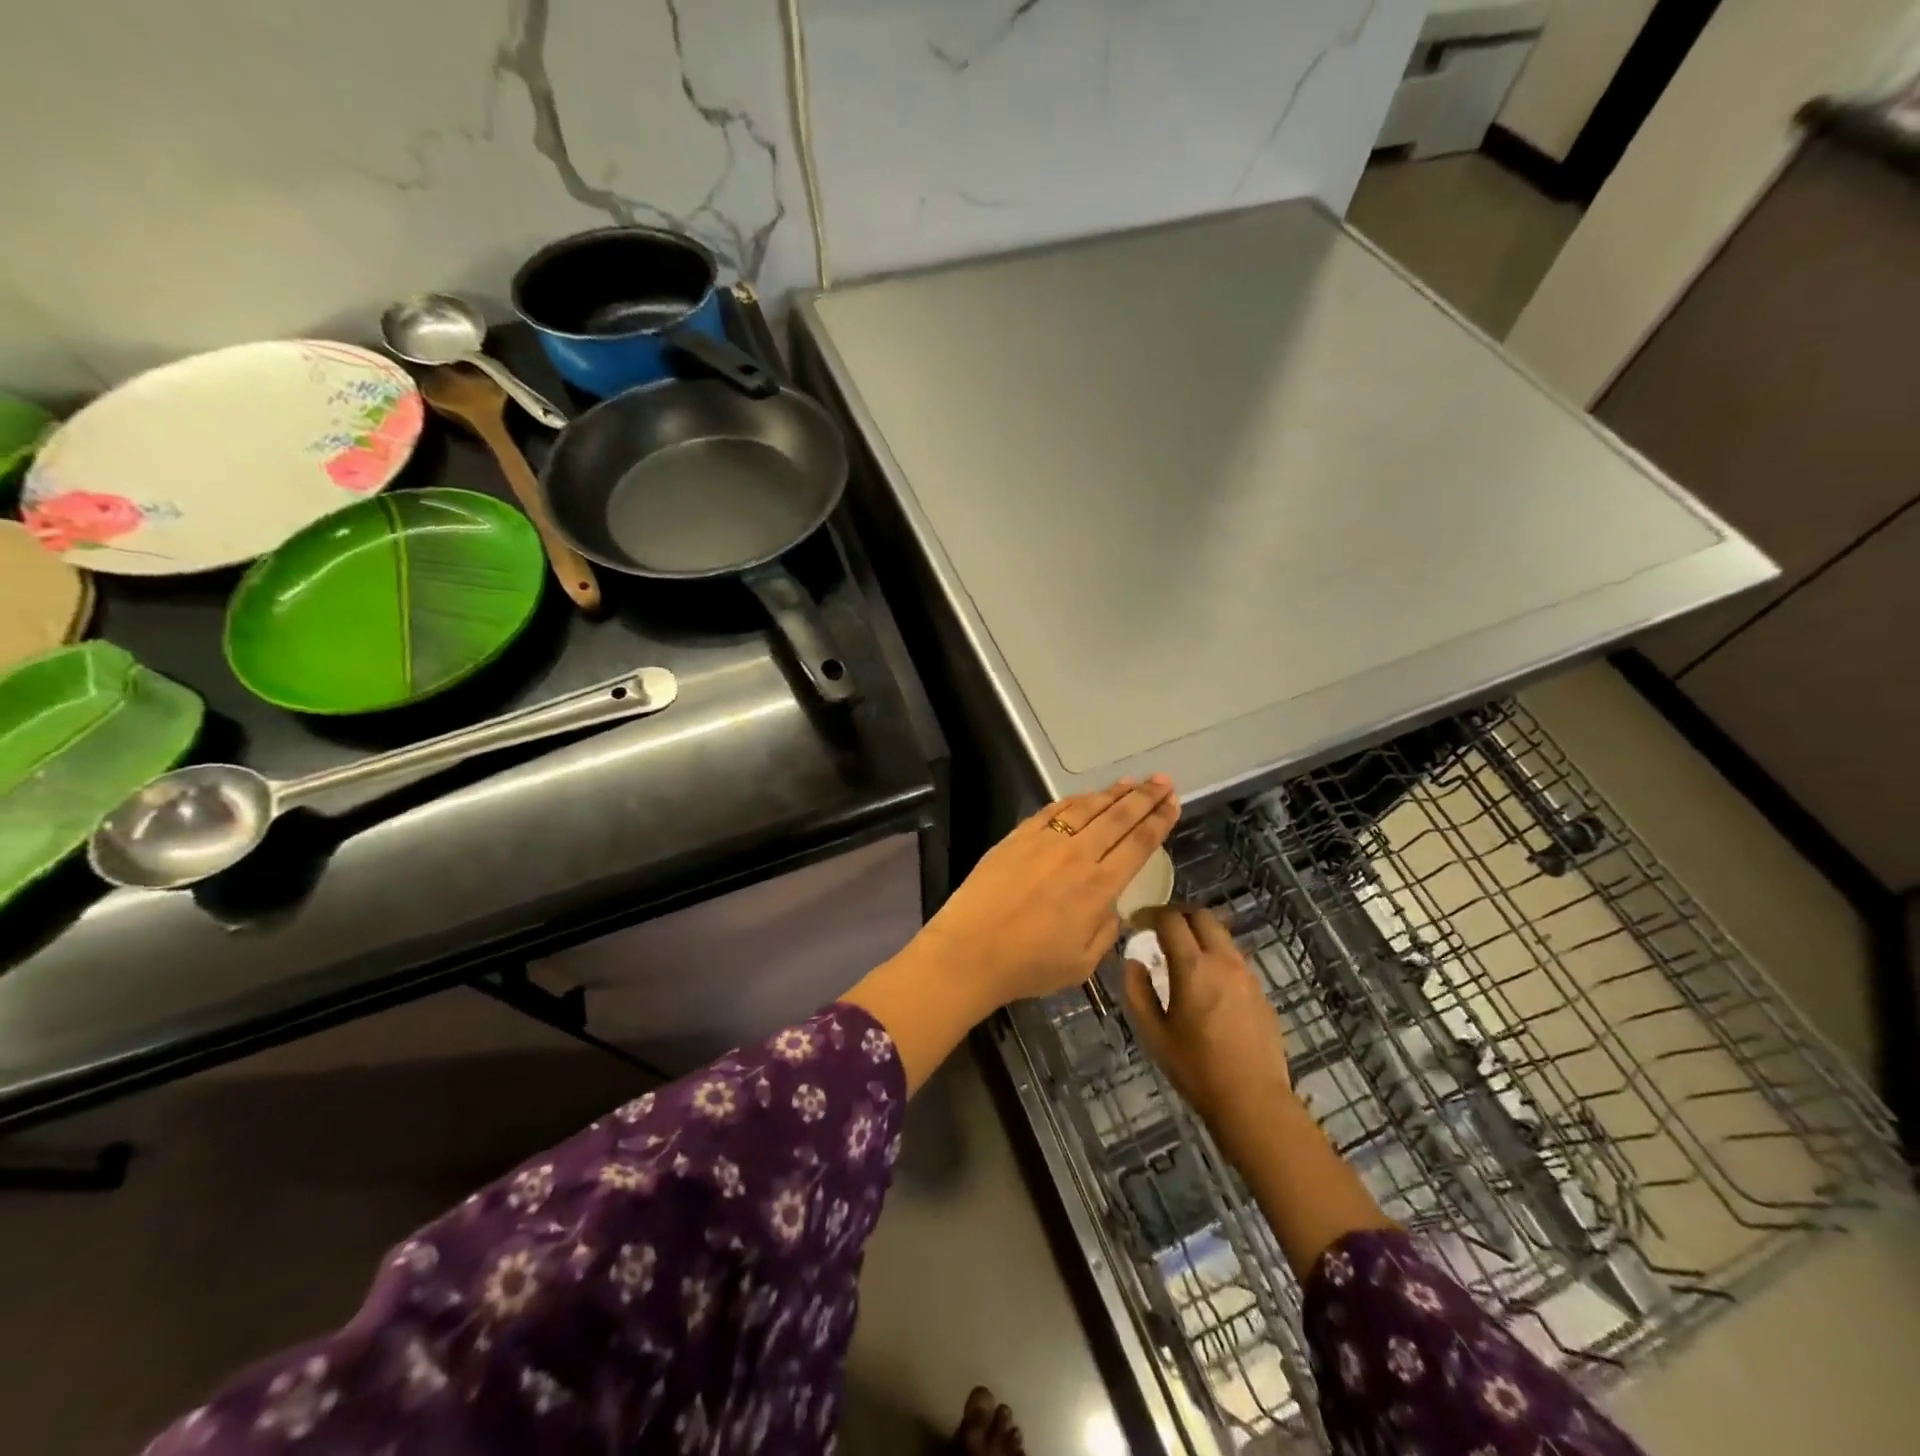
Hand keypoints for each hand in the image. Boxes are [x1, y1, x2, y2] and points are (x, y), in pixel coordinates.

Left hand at [919, 777, 1180, 1005]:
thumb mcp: (1083, 962)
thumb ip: (1105, 929)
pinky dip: (1074, 800)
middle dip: (1144, 797)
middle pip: (1118, 818)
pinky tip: (1085, 796)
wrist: (970, 951)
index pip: (1138, 844)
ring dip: (1112, 793)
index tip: (1173, 803)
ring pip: (1087, 808)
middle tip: (1163, 780)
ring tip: (1131, 782)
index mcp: (1099, 886)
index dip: (1158, 821)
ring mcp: (1045, 841)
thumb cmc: (1028, 966)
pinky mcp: (1018, 837)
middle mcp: (1077, 855)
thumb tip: (1110, 905)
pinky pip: (1053, 810)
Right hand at [1123, 907, 1296, 1134]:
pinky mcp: (1261, 990)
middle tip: (1159, 930)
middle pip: (1201, 915)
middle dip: (1177, 915)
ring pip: (1221, 935)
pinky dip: (1215, 954)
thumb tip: (1134, 961)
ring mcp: (1247, 974)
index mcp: (1193, 968)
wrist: (1254, 1101)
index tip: (1137, 923)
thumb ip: (1138, 991)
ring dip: (1198, 933)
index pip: (1171, 919)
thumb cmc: (1196, 1069)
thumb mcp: (1153, 1033)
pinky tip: (1206, 981)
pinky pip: (1234, 957)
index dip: (1150, 915)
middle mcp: (1223, 961)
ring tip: (1181, 954)